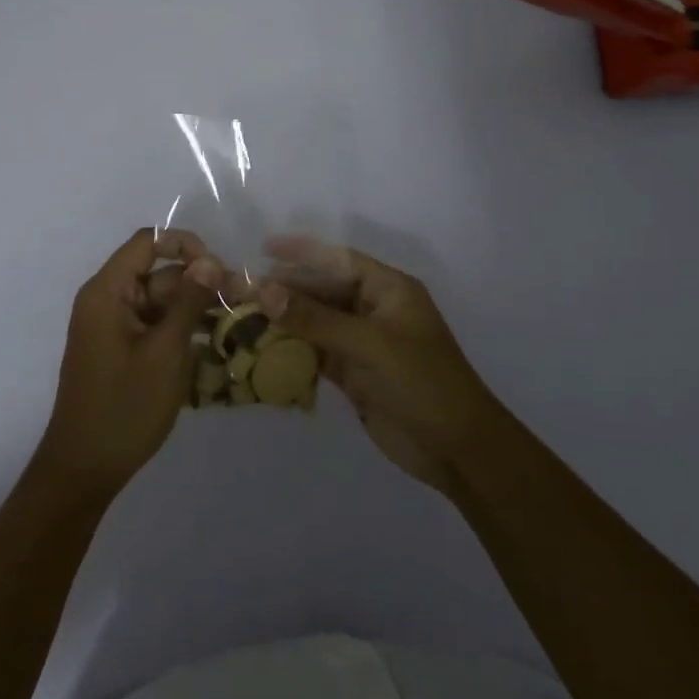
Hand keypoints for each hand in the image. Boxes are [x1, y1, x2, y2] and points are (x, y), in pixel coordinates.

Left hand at [37, 228, 220, 501]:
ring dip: (196, 308)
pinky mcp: (122, 349)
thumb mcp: (165, 352)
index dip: (185, 245)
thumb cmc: (124, 407)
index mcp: (107, 292)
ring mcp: (114, 326)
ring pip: (162, 301)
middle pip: (159, 273)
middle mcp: (107, 300)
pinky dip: (182, 329)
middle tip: (243, 300)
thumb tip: (210, 261)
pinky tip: (215, 343)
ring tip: (237, 322)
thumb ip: (188, 302)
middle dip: (199, 283)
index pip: (148, 242)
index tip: (218, 269)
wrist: (84, 469)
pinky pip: (155, 325)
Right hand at [254, 236, 500, 493]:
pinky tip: (262, 349)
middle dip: (285, 290)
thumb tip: (265, 292)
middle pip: (322, 291)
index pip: (339, 260)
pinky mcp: (355, 374)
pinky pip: (317, 353)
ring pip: (316, 323)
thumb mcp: (370, 345)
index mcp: (389, 290)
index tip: (263, 249)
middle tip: (241, 291)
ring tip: (242, 318)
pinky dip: (292, 351)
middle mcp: (374, 310)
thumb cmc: (422, 382)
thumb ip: (316, 319)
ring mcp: (363, 343)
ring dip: (285, 321)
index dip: (302, 252)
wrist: (456, 449)